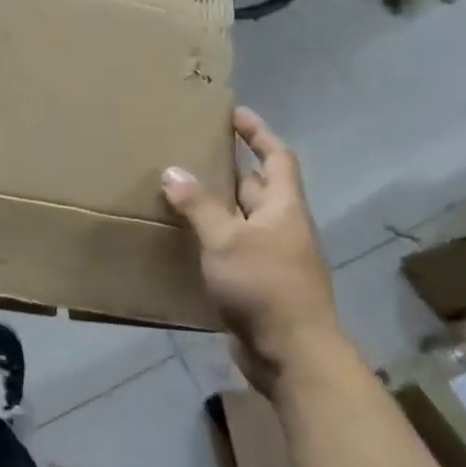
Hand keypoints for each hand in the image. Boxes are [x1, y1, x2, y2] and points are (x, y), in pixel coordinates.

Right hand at [160, 107, 347, 394]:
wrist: (292, 353)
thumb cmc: (264, 285)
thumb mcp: (226, 239)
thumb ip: (199, 205)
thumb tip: (173, 171)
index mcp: (283, 207)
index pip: (276, 157)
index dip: (258, 133)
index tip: (234, 113)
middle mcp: (282, 227)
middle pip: (258, 187)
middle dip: (230, 169)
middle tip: (192, 153)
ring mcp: (273, 257)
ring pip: (243, 220)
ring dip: (218, 206)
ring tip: (180, 192)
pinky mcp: (260, 284)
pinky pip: (234, 249)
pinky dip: (213, 239)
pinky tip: (186, 241)